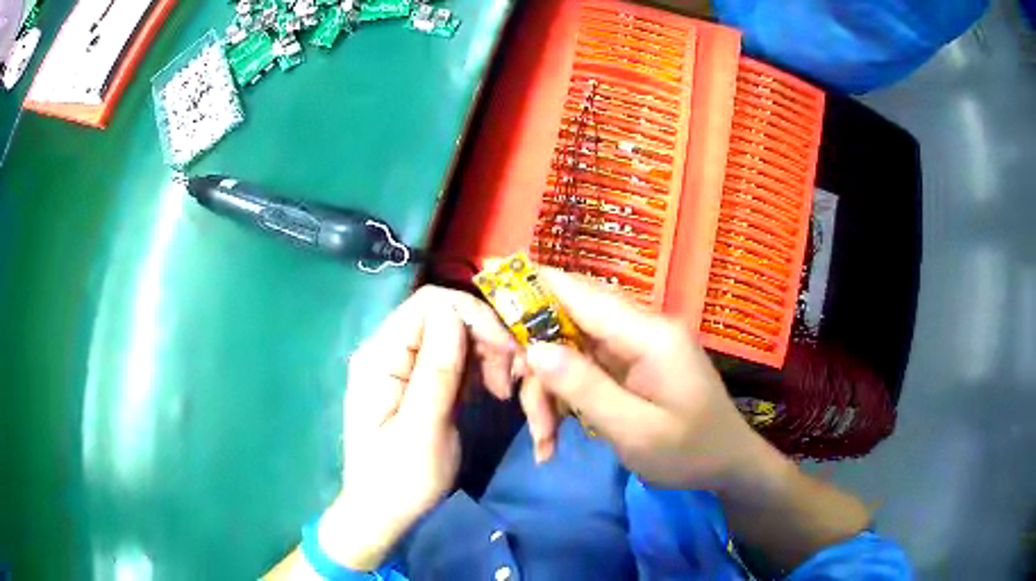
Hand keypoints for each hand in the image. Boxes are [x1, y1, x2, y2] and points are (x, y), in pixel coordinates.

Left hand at [321, 286, 515, 570]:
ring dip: (487, 356)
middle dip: (485, 340)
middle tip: (507, 382)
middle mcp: (390, 351)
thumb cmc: (399, 480)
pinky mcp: (421, 381)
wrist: (384, 514)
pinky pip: (457, 358)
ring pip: (457, 336)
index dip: (474, 317)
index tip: (506, 354)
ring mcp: (405, 365)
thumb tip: (453, 311)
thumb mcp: (422, 430)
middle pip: (447, 316)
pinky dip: (480, 370)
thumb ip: (436, 371)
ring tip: (502, 393)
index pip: (430, 304)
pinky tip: (491, 392)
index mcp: (380, 356)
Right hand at [523, 270, 771, 490]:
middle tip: (512, 399)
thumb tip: (534, 347)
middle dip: (533, 359)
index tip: (487, 284)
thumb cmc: (689, 451)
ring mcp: (635, 348)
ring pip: (569, 350)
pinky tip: (557, 434)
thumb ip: (585, 387)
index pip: (579, 293)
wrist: (727, 464)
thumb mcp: (634, 430)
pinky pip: (584, 370)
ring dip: (547, 390)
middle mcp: (640, 329)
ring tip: (544, 439)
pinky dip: (564, 398)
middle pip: (567, 322)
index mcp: (647, 333)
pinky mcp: (630, 366)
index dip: (531, 284)